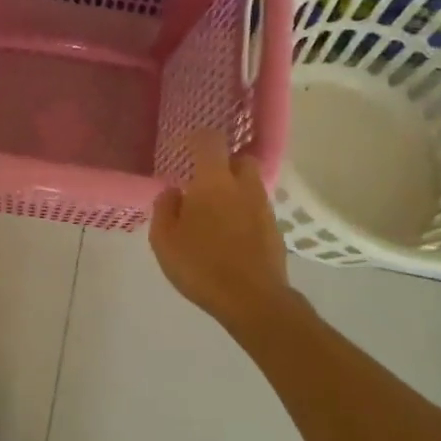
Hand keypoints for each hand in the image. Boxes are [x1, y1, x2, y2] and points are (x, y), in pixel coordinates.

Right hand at [150, 129, 294, 328]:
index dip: (197, 139)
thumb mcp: (164, 240)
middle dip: (225, 163)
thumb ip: (164, 209)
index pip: (210, 141)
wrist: (254, 301)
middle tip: (205, 182)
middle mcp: (243, 187)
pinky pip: (257, 210)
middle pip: (240, 159)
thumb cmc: (201, 266)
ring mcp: (264, 209)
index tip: (184, 148)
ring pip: (250, 186)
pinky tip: (231, 236)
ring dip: (235, 191)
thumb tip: (173, 192)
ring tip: (216, 215)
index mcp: (214, 181)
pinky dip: (245, 214)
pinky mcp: (276, 231)